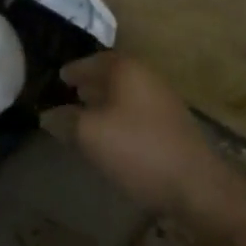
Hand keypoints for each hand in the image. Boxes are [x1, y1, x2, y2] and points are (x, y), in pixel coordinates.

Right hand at [48, 52, 227, 213]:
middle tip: (68, 96)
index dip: (72, 70)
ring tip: (86, 118)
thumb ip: (65, 120)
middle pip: (110, 74)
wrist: (196, 185)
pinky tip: (112, 136)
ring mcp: (163, 99)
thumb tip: (49, 114)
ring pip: (125, 93)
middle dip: (89, 84)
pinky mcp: (173, 123)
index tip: (58, 79)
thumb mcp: (90, 135)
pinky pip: (137, 111)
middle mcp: (146, 75)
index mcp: (126, 69)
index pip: (91, 61)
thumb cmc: (137, 150)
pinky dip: (120, 116)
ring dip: (105, 102)